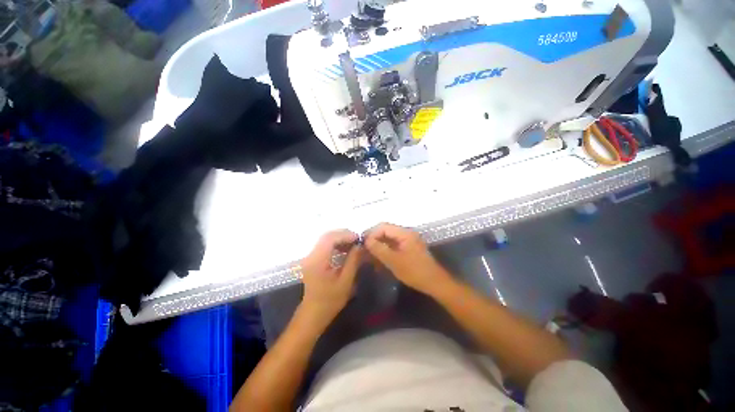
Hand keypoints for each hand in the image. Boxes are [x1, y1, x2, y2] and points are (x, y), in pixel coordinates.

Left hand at [300, 230, 363, 325]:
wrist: (313, 314)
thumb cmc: (330, 301)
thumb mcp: (345, 281)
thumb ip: (353, 261)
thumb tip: (360, 245)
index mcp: (318, 261)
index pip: (330, 238)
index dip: (345, 235)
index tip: (358, 238)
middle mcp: (312, 255)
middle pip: (327, 236)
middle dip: (343, 235)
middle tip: (357, 240)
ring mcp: (311, 257)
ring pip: (326, 239)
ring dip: (340, 239)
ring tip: (354, 244)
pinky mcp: (313, 259)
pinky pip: (325, 245)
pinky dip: (336, 244)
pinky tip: (345, 249)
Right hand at [364, 223, 451, 295]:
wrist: (434, 283)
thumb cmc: (414, 271)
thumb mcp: (394, 261)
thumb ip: (379, 249)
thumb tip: (366, 240)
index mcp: (404, 233)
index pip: (383, 227)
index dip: (371, 233)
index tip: (362, 244)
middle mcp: (406, 233)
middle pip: (385, 232)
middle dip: (374, 240)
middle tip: (364, 251)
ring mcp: (408, 241)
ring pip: (388, 239)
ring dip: (379, 247)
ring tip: (369, 257)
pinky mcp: (408, 248)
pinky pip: (393, 246)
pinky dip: (385, 252)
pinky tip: (379, 262)